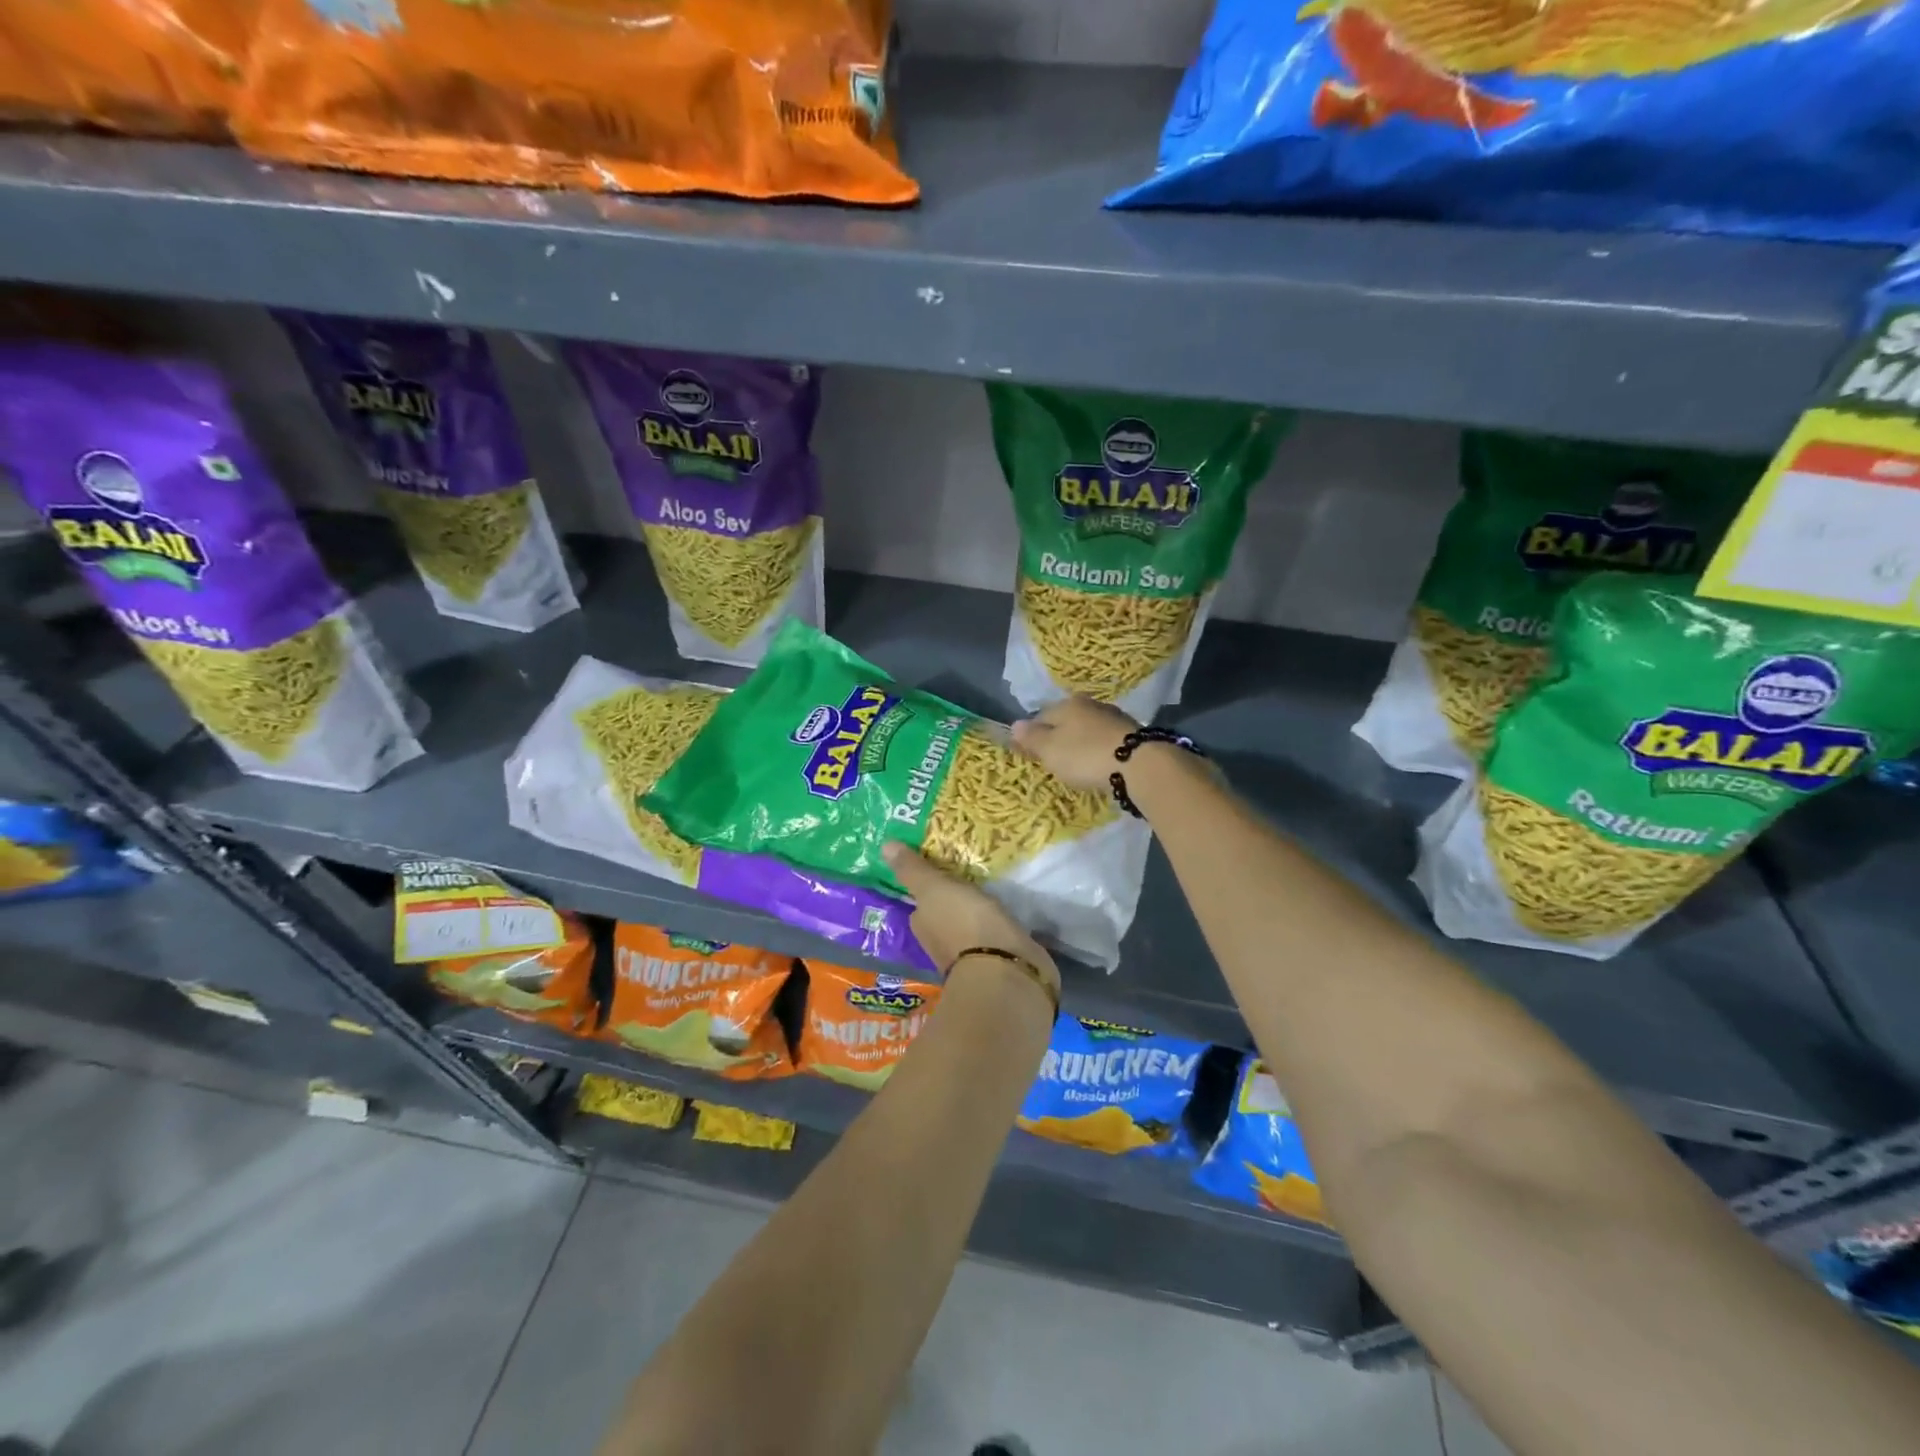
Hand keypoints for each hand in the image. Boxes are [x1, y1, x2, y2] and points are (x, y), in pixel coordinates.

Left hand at [883, 842, 1059, 997]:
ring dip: (976, 916)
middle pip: (943, 917)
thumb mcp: (934, 888)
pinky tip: (1005, 917)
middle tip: (970, 878)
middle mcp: (939, 944)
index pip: (921, 905)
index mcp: (922, 925)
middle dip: (954, 903)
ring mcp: (969, 957)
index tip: (944, 873)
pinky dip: (995, 928)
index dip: (930, 889)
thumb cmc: (963, 922)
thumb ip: (913, 870)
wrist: (1004, 968)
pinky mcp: (997, 963)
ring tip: (991, 893)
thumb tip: (884, 845)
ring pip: (968, 929)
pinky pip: (992, 938)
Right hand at [1010, 696, 1139, 793]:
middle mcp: (1091, 704)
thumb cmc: (1085, 755)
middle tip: (1053, 761)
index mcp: (1067, 704)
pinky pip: (1104, 741)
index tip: (1029, 753)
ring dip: (1079, 744)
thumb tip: (1015, 725)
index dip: (1032, 735)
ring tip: (1076, 765)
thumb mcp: (1050, 749)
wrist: (1139, 765)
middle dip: (1057, 738)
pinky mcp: (1131, 735)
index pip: (1040, 716)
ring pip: (1087, 730)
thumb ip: (1031, 737)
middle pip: (1065, 721)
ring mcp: (1113, 717)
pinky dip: (1098, 750)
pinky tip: (1098, 764)